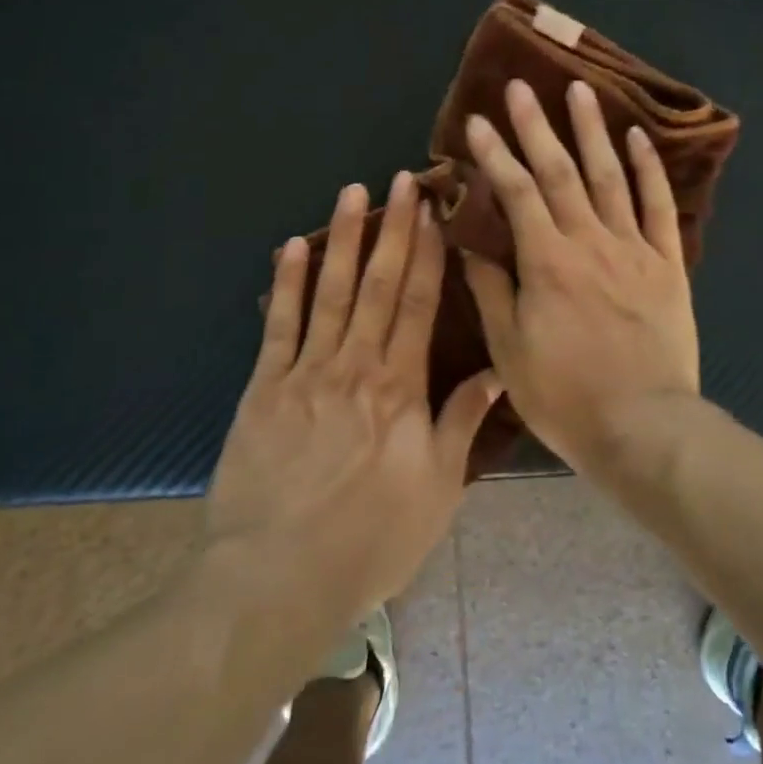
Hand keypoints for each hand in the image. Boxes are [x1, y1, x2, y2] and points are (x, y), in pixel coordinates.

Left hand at [204, 171, 502, 631]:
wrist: (276, 582)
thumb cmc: (369, 540)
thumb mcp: (437, 490)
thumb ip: (462, 422)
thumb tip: (497, 370)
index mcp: (401, 387)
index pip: (420, 304)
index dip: (429, 254)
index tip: (435, 212)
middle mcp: (357, 365)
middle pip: (380, 284)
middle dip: (394, 229)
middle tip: (402, 180)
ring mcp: (307, 371)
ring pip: (330, 290)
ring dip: (344, 238)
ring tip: (353, 192)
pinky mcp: (264, 388)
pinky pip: (278, 324)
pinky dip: (287, 282)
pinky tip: (294, 245)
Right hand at [461, 78, 700, 471]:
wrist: (643, 427)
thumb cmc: (567, 396)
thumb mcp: (511, 351)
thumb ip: (491, 291)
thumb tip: (470, 244)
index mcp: (547, 261)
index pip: (515, 192)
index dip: (495, 154)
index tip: (478, 120)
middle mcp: (590, 240)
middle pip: (560, 171)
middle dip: (537, 125)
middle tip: (522, 86)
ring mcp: (633, 247)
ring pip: (610, 176)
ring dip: (592, 131)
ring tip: (580, 91)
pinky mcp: (667, 262)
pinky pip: (658, 206)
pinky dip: (649, 168)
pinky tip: (638, 137)